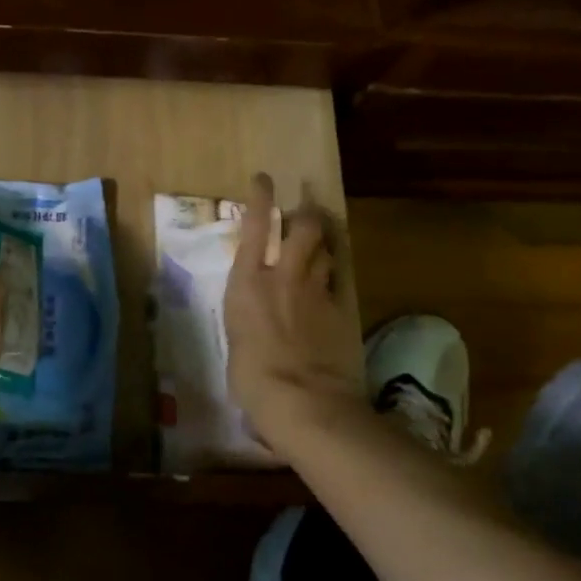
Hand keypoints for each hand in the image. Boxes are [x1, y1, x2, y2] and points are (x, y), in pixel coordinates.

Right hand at [224, 174, 363, 442]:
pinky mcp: (343, 308)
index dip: (260, 198)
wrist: (304, 401)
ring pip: (325, 248)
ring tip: (321, 239)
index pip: (255, 227)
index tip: (265, 178)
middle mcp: (282, 276)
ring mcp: (316, 290)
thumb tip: (256, 316)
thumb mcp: (236, 340)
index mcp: (246, 283)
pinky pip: (341, 275)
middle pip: (301, 227)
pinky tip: (335, 268)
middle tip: (305, 210)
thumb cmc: (252, 379)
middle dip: (305, 213)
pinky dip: (337, 267)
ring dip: (323, 240)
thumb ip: (248, 316)